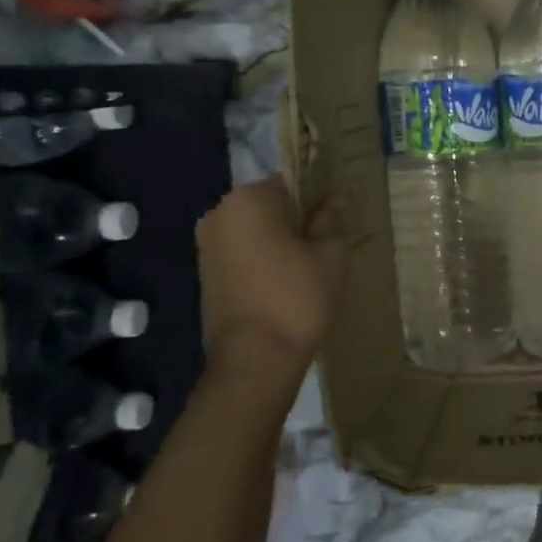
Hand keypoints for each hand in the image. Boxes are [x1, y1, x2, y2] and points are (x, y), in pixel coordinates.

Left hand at [196, 176, 346, 362]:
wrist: (255, 359)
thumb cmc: (298, 298)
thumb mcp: (331, 255)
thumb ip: (332, 219)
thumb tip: (333, 199)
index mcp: (249, 199)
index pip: (292, 181)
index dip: (318, 199)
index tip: (335, 222)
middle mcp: (220, 213)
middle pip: (271, 204)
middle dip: (297, 219)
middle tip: (326, 246)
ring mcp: (207, 243)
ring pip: (256, 228)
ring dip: (280, 240)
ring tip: (307, 267)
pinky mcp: (205, 271)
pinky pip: (242, 250)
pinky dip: (263, 258)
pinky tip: (284, 281)